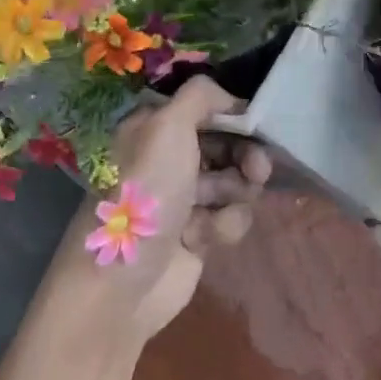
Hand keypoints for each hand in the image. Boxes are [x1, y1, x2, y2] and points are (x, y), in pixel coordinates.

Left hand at [60, 77, 270, 344]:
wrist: (122, 283)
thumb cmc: (145, 195)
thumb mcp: (167, 126)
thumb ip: (201, 96)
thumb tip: (231, 98)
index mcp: (153, 129)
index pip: (204, 108)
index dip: (233, 114)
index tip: (255, 123)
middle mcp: (168, 159)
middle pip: (226, 144)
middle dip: (246, 156)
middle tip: (258, 170)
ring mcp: (183, 198)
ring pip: (234, 181)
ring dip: (236, 194)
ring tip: (221, 210)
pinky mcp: (198, 234)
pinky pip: (230, 216)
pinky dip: (224, 225)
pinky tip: (205, 238)